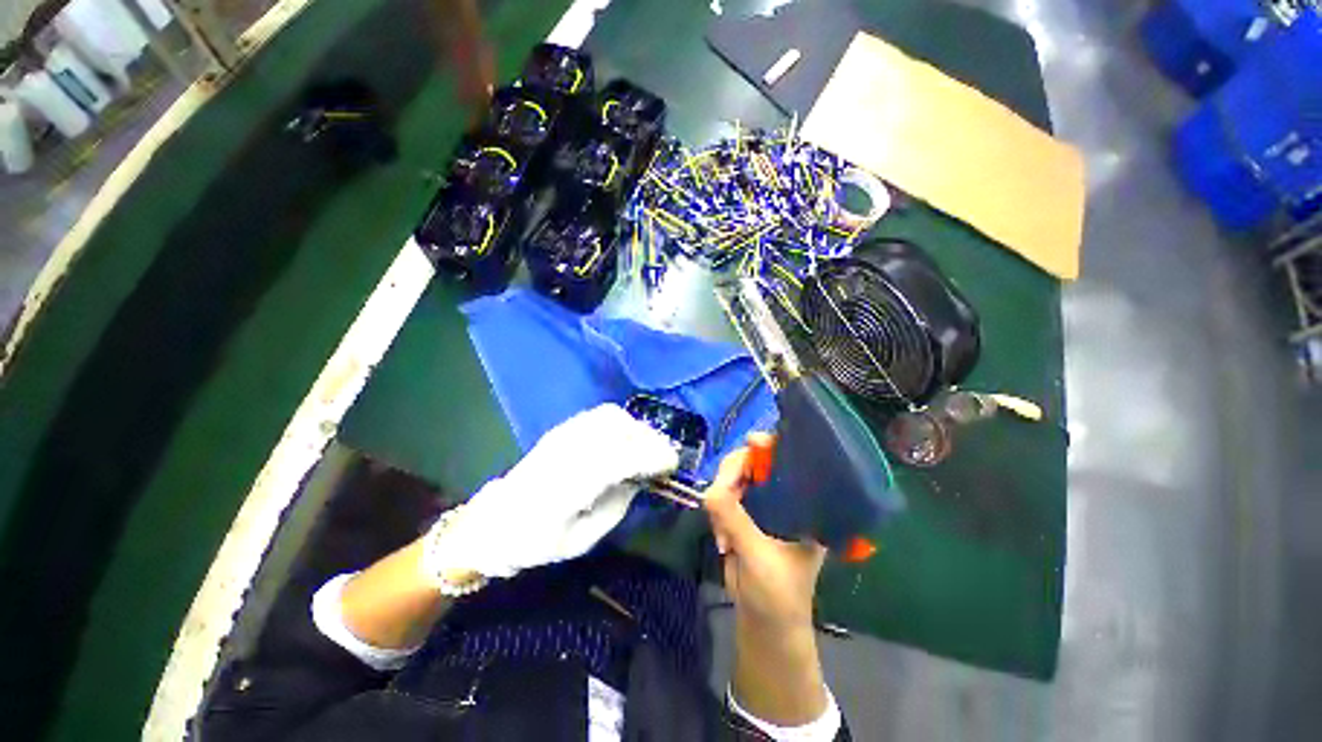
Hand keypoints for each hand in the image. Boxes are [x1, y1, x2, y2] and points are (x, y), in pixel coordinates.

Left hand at [437, 404, 679, 577]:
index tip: (672, 464)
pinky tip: (627, 438)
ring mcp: (563, 434)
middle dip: (650, 440)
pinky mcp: (563, 428)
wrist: (496, 521)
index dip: (652, 456)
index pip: (621, 458)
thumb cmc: (540, 540)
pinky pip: (601, 415)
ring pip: (612, 416)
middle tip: (664, 458)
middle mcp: (567, 451)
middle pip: (620, 430)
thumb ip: (619, 503)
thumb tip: (642, 477)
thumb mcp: (584, 537)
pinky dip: (622, 422)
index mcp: (570, 485)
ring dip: (637, 428)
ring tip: (647, 448)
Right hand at [705, 434, 830, 726]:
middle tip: (720, 496)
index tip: (752, 442)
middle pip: (754, 463)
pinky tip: (722, 541)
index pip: (788, 461)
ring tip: (724, 536)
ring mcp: (760, 505)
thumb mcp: (758, 555)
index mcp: (803, 504)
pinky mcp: (742, 515)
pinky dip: (717, 512)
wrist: (765, 625)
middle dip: (734, 474)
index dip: (771, 446)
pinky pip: (723, 497)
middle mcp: (783, 497)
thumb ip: (733, 520)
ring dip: (722, 499)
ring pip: (733, 478)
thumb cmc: (777, 594)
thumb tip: (708, 490)